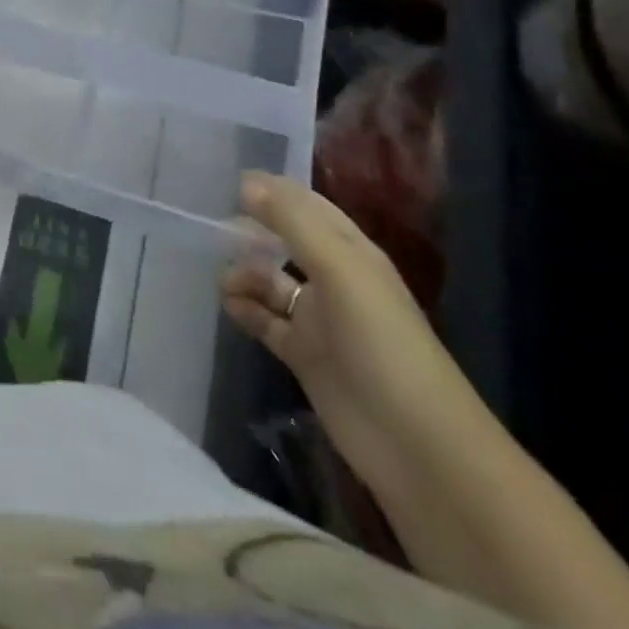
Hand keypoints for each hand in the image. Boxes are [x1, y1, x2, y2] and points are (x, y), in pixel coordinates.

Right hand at [221, 175, 484, 493]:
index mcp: (352, 253)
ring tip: (221, 276)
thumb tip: (245, 183)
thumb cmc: (382, 343)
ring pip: (272, 282)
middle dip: (253, 230)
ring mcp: (320, 320)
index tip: (228, 182)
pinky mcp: (305, 356)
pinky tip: (227, 303)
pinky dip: (246, 309)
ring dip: (245, 272)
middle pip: (286, 241)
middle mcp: (335, 280)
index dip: (273, 190)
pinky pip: (267, 322)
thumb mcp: (340, 270)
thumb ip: (292, 222)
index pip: (308, 207)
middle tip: (211, 225)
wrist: (417, 446)